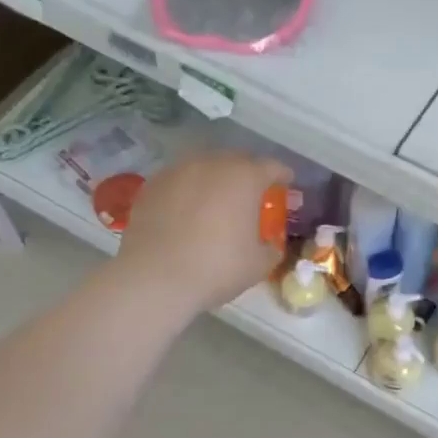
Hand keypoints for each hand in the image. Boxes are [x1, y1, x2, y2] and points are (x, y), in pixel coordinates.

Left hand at [116, 150, 291, 312]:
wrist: (154, 277)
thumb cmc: (216, 268)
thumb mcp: (258, 264)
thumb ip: (271, 248)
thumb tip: (270, 244)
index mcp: (244, 178)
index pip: (271, 167)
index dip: (282, 174)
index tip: (286, 183)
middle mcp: (211, 164)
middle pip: (236, 160)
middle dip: (247, 173)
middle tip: (251, 193)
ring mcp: (177, 171)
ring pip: (204, 166)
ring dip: (215, 178)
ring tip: (216, 199)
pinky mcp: (152, 185)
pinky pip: (179, 180)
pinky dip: (188, 190)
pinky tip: (186, 210)